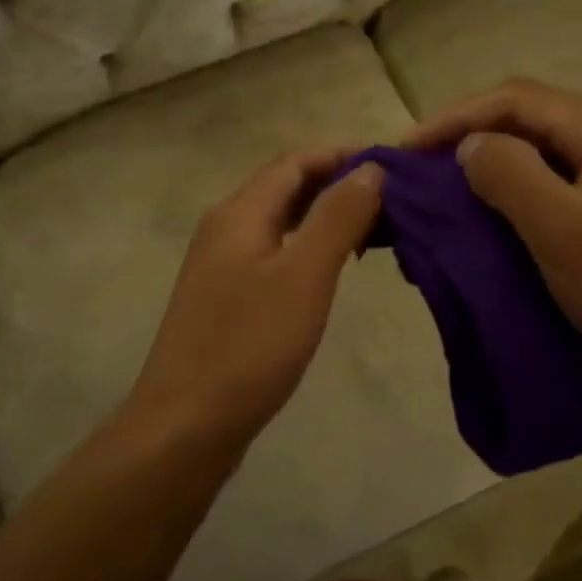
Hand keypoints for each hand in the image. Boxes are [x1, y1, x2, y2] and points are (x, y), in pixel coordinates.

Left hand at [123, 148, 383, 457]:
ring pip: (282, 224)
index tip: (395, 167)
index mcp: (240, 213)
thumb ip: (337, 217)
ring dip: (327, 219)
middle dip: (339, 186)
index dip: (344, 156)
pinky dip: (310, 250)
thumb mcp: (303, 276)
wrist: (186, 425)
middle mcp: (225, 229)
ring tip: (376, 233)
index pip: (296, 161)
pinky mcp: (227, 300)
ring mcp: (222, 266)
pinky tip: (335, 272)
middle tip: (395, 203)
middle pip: (287, 188)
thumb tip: (370, 168)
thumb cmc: (248, 347)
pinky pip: (275, 256)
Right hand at [404, 79, 581, 392]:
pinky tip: (498, 215)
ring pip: (546, 150)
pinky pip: (562, 181)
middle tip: (423, 172)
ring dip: (495, 164)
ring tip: (451, 192)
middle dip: (472, 137)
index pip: (516, 99)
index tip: (407, 152)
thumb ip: (510, 175)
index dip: (455, 118)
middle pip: (532, 118)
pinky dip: (522, 190)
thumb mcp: (561, 231)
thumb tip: (472, 145)